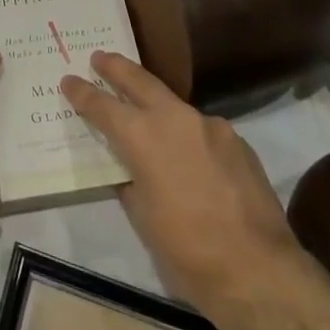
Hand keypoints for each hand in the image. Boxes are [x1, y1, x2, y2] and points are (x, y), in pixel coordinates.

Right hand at [62, 52, 300, 322]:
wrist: (260, 272)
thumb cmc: (188, 252)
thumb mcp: (143, 220)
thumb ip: (131, 183)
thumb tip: (129, 170)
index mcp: (144, 137)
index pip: (104, 106)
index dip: (83, 92)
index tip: (69, 79)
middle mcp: (176, 119)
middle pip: (140, 82)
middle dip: (117, 68)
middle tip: (100, 57)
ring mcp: (212, 127)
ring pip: (175, 105)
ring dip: (156, 104)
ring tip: (145, 111)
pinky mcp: (239, 142)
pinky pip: (204, 130)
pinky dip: (188, 134)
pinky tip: (190, 155)